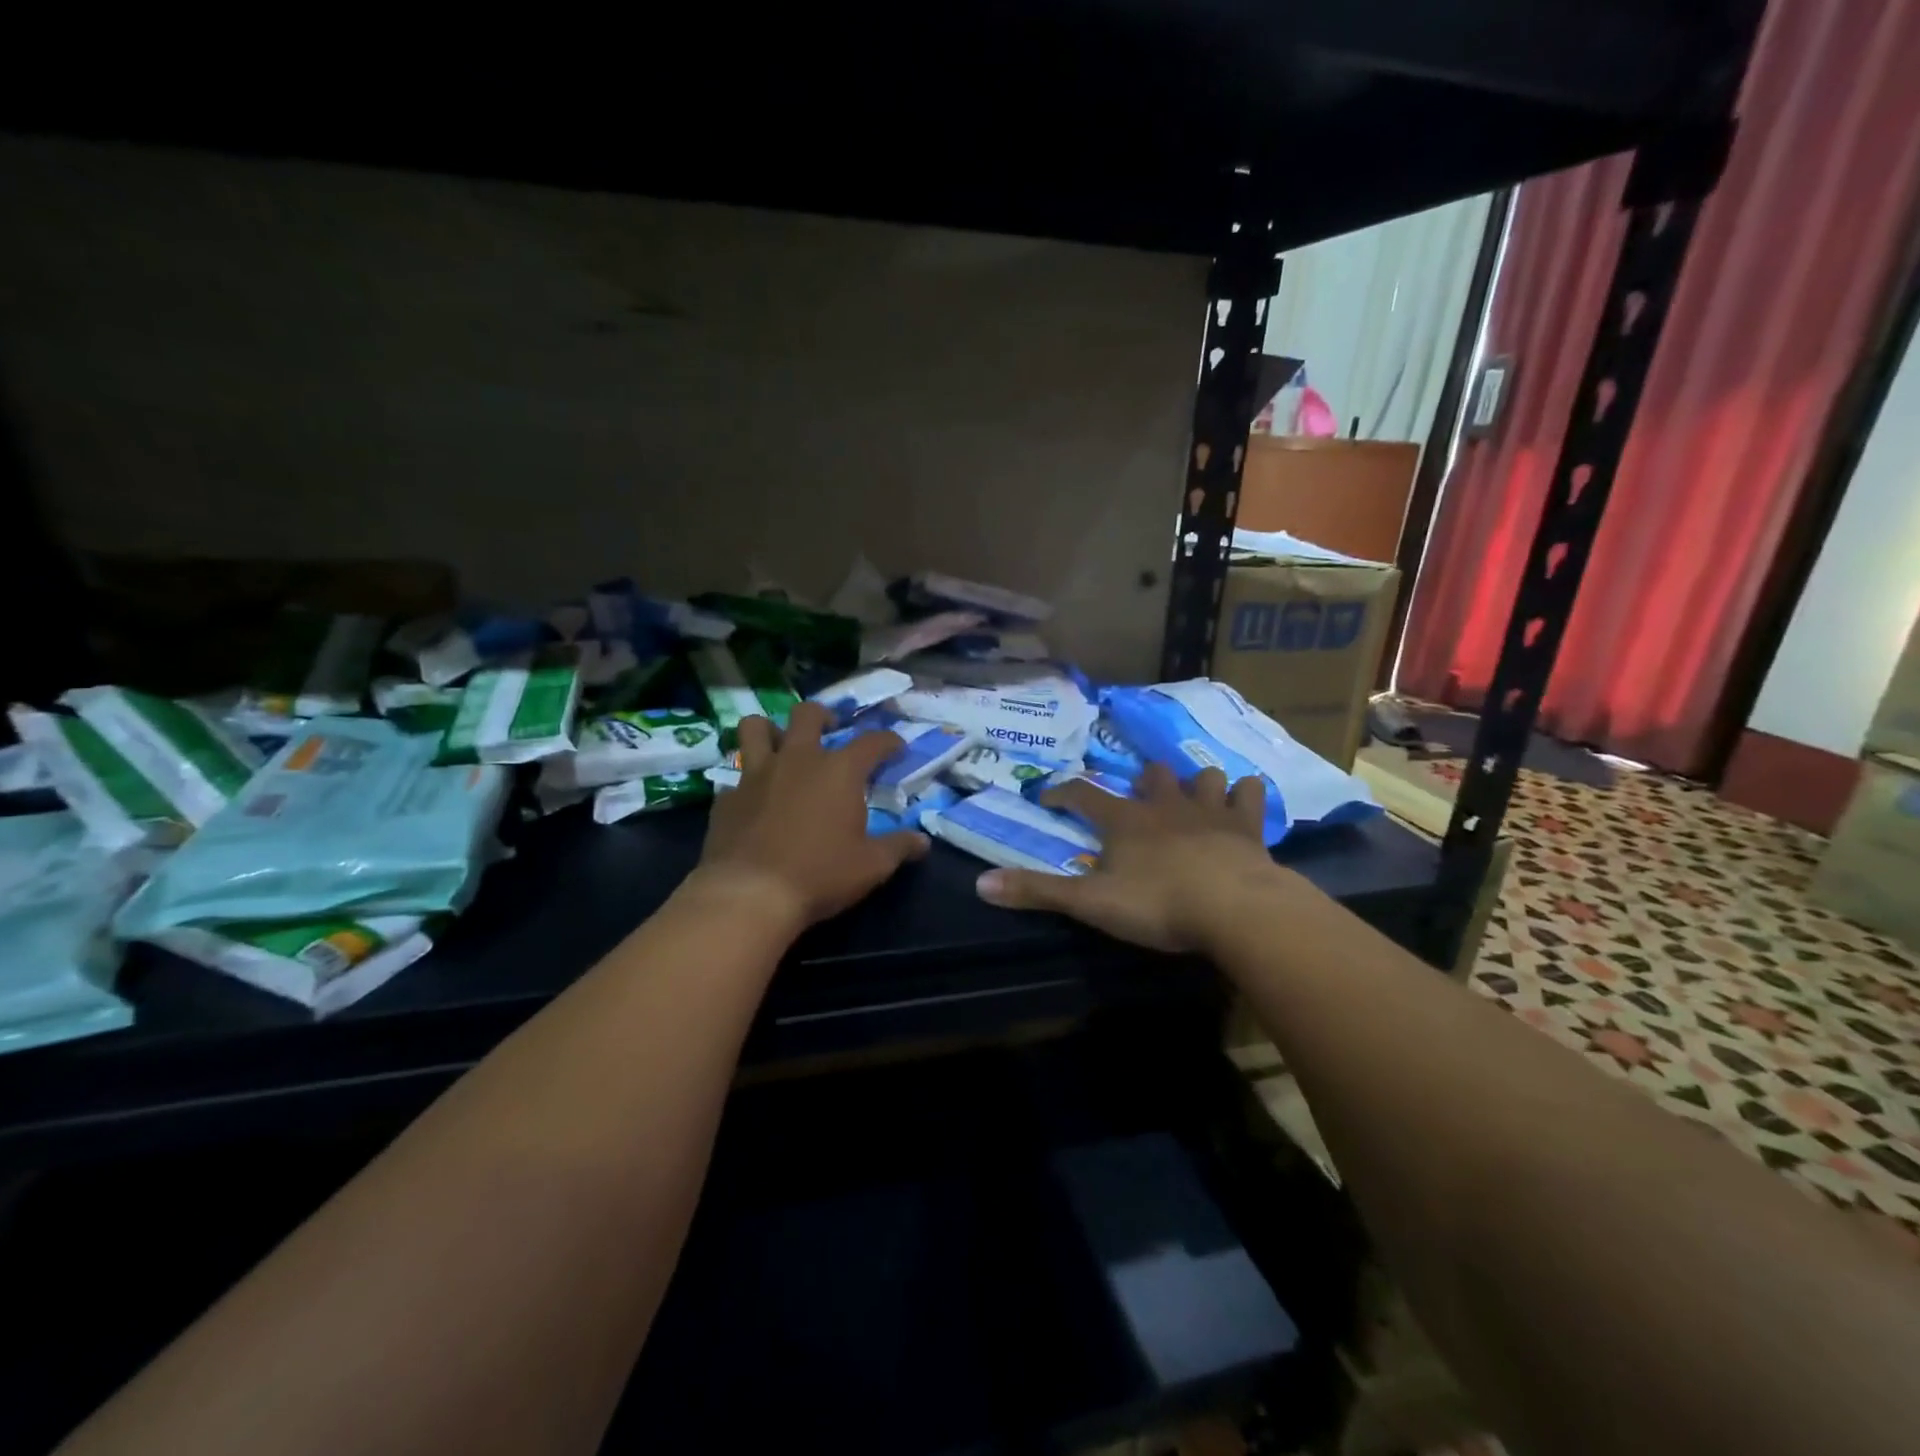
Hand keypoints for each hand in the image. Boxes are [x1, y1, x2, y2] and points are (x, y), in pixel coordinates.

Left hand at [690, 702, 928, 932]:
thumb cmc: (820, 874)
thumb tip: (923, 842)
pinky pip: (736, 776)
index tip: (896, 748)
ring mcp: (756, 774)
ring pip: (755, 727)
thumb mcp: (872, 866)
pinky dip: (747, 782)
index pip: (872, 741)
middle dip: (823, 716)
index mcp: (839, 771)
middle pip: (808, 714)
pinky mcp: (727, 797)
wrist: (750, 894)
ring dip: (770, 730)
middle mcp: (798, 759)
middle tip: (830, 732)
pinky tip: (754, 800)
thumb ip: (899, 847)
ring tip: (781, 746)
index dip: (888, 741)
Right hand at [975, 762, 1289, 952]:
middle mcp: (1165, 805)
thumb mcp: (1090, 903)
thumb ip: (1037, 892)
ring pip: (1202, 777)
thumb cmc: (1158, 904)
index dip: (1062, 793)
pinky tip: (1241, 803)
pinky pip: (1249, 794)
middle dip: (1141, 782)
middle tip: (1138, 800)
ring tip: (1192, 798)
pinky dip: (1244, 795)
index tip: (1048, 797)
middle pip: (1150, 776)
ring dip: (1195, 784)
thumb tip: (981, 884)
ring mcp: (1209, 810)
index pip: (1083, 794)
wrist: (1235, 909)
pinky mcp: (1247, 826)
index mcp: (1124, 820)